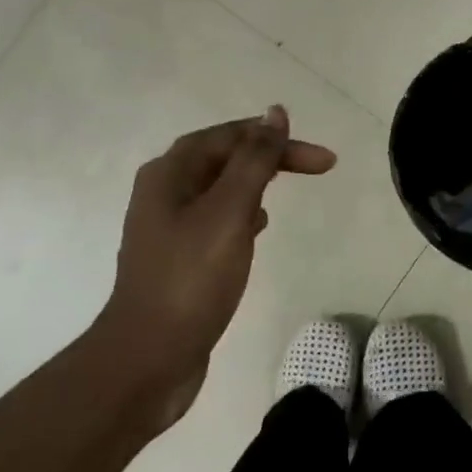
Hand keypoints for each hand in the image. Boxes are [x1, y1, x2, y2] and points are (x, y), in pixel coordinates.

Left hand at [99, 107, 336, 419]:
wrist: (148, 359)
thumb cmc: (191, 279)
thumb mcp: (229, 212)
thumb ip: (254, 160)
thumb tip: (275, 113)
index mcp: (170, 172)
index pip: (232, 136)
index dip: (278, 140)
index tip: (323, 160)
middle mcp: (163, 191)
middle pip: (224, 157)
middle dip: (270, 157)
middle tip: (318, 167)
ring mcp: (167, 226)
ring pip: (220, 188)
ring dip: (256, 182)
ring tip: (289, 189)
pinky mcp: (176, 257)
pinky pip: (215, 218)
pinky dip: (242, 214)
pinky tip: (258, 227)